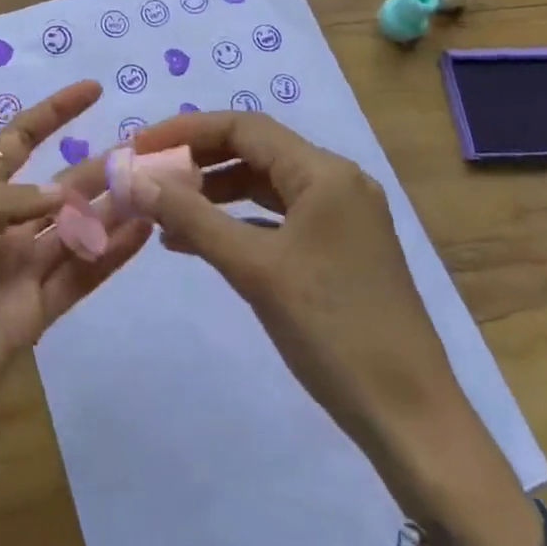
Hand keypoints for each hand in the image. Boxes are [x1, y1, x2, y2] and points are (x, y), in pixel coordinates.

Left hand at [0, 81, 147, 490]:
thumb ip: (0, 205)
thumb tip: (64, 192)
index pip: (19, 142)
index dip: (53, 114)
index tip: (92, 91)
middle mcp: (6, 227)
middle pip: (61, 187)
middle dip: (99, 166)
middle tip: (147, 150)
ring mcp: (25, 269)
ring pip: (80, 228)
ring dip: (115, 207)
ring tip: (158, 186)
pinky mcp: (39, 311)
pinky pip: (81, 274)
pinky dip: (112, 253)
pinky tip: (141, 230)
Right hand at [124, 109, 543, 545]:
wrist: (410, 418)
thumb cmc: (332, 330)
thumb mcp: (254, 269)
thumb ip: (192, 218)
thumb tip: (136, 178)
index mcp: (324, 172)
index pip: (244, 127)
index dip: (186, 131)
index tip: (140, 145)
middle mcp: (336, 181)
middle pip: (255, 151)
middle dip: (198, 160)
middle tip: (148, 175)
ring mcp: (342, 215)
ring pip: (266, 185)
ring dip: (215, 193)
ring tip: (165, 211)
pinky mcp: (340, 247)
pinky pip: (279, 217)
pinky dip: (239, 222)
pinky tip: (200, 241)